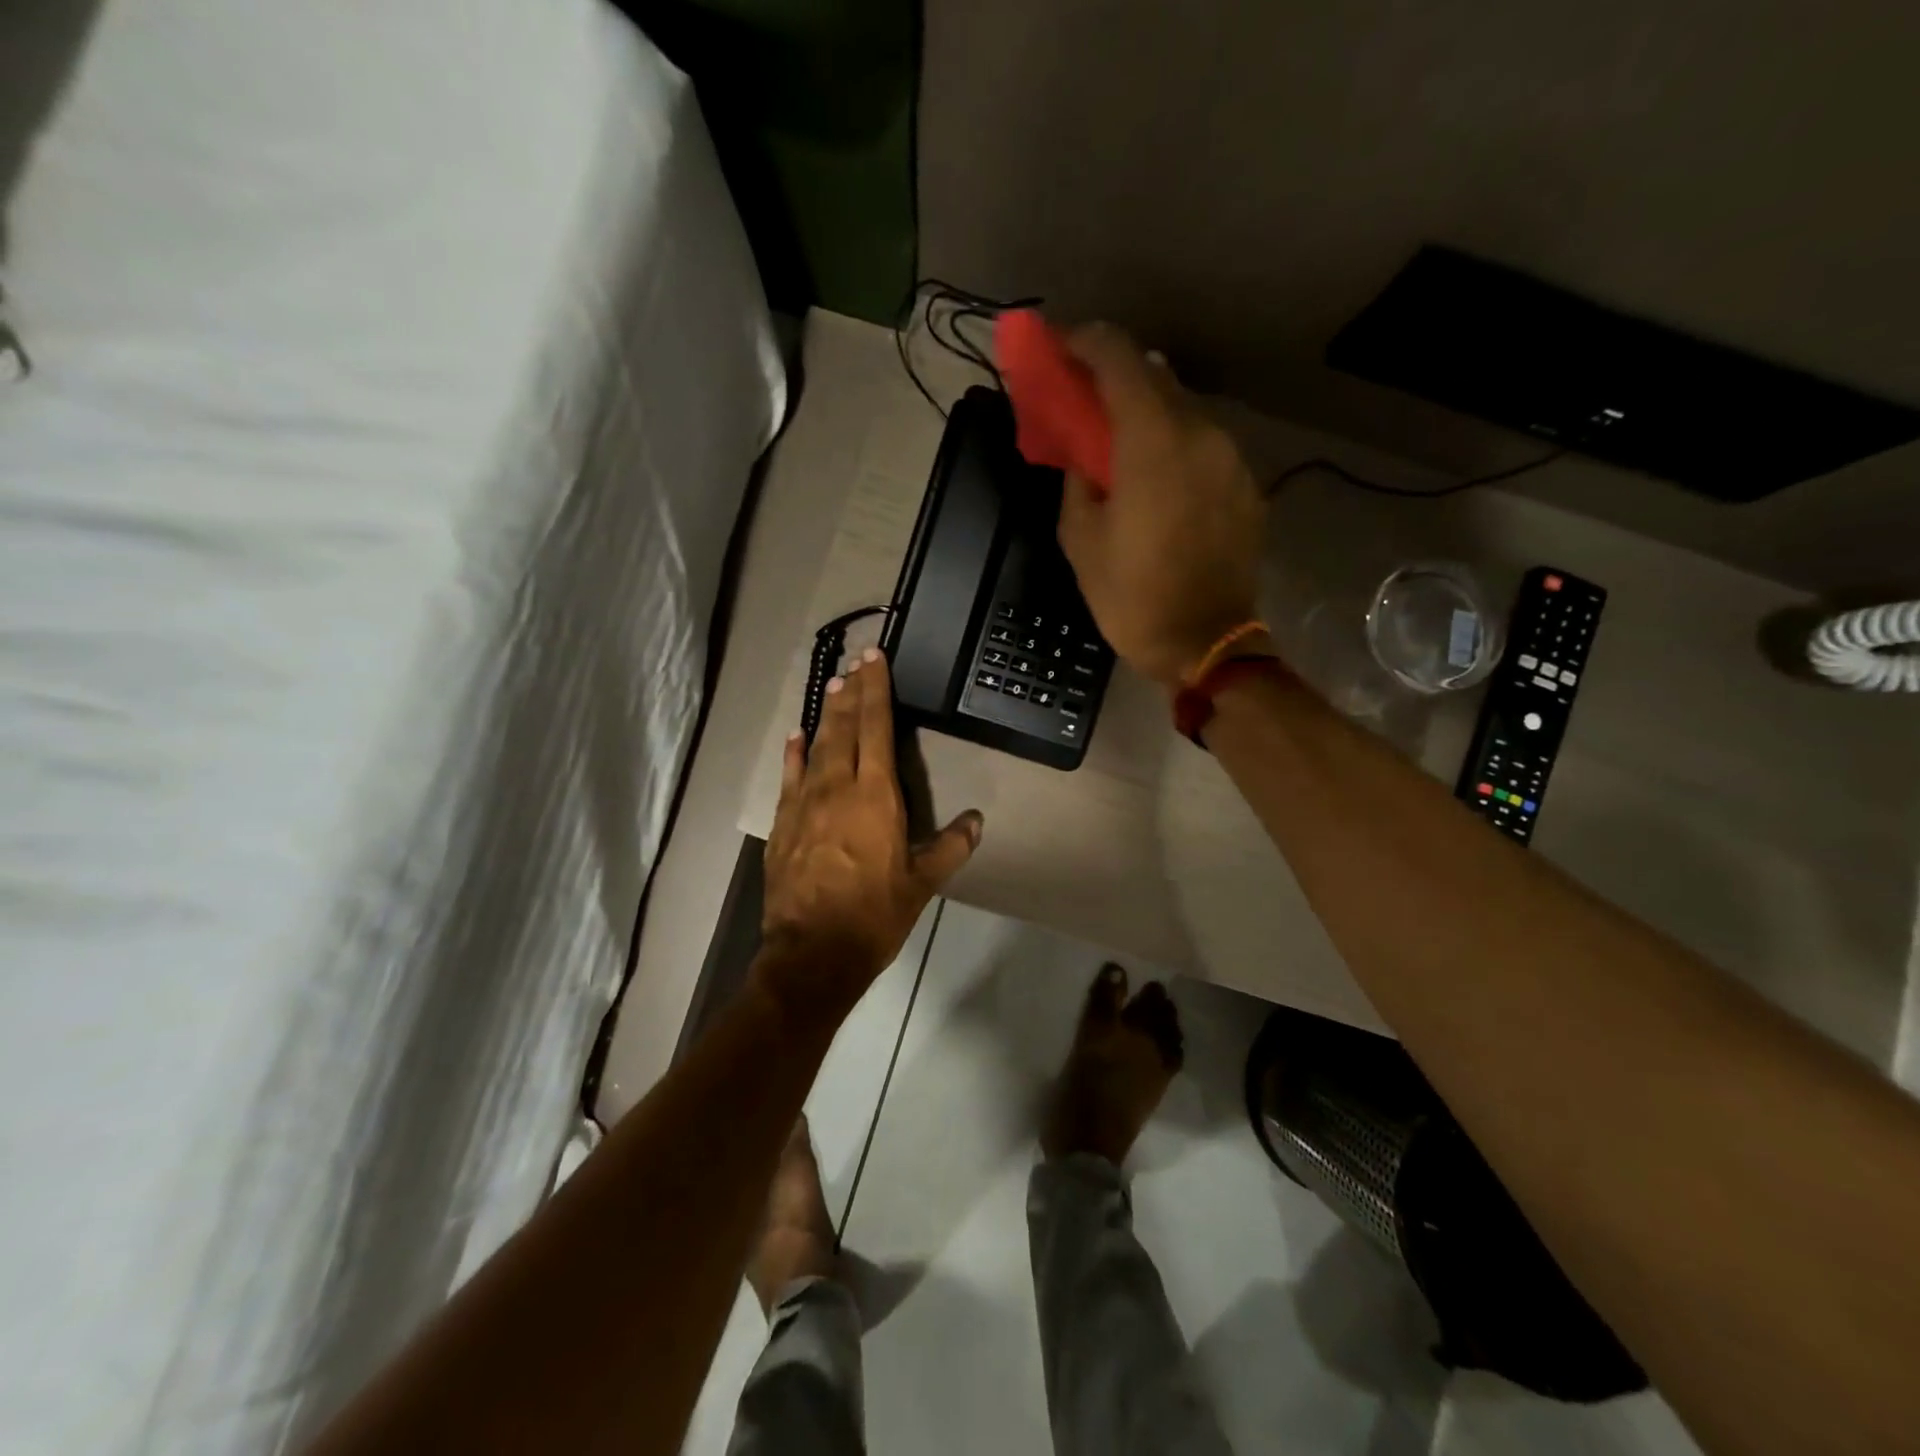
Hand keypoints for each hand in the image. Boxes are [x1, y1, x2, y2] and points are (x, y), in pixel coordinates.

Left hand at [760, 649, 982, 1018]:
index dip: (877, 690)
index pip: (877, 728)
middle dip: (851, 692)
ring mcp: (805, 803)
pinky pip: (789, 776)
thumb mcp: (922, 883)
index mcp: (876, 796)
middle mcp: (838, 788)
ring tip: (834, 686)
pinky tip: (797, 736)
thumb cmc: (874, 915)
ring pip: (817, 746)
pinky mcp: (783, 823)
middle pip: (844, 728)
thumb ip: (950, 847)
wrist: (813, 952)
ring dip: (826, 714)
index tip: (875, 659)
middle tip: (855, 664)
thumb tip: (977, 820)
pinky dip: (794, 753)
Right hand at [1056, 324, 1268, 685]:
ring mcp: (1230, 456)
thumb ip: (1076, 476)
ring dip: (1146, 412)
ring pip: (1183, 409)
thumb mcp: (1080, 538)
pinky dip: (1174, 444)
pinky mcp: (1245, 484)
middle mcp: (1200, 431)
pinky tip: (1157, 478)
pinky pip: (1203, 445)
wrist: (1205, 643)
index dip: (1083, 341)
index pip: (1117, 357)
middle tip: (1081, 399)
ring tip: (1118, 442)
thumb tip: (1083, 451)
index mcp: (1152, 439)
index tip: (1058, 348)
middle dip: (1112, 377)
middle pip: (1153, 376)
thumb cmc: (1131, 596)